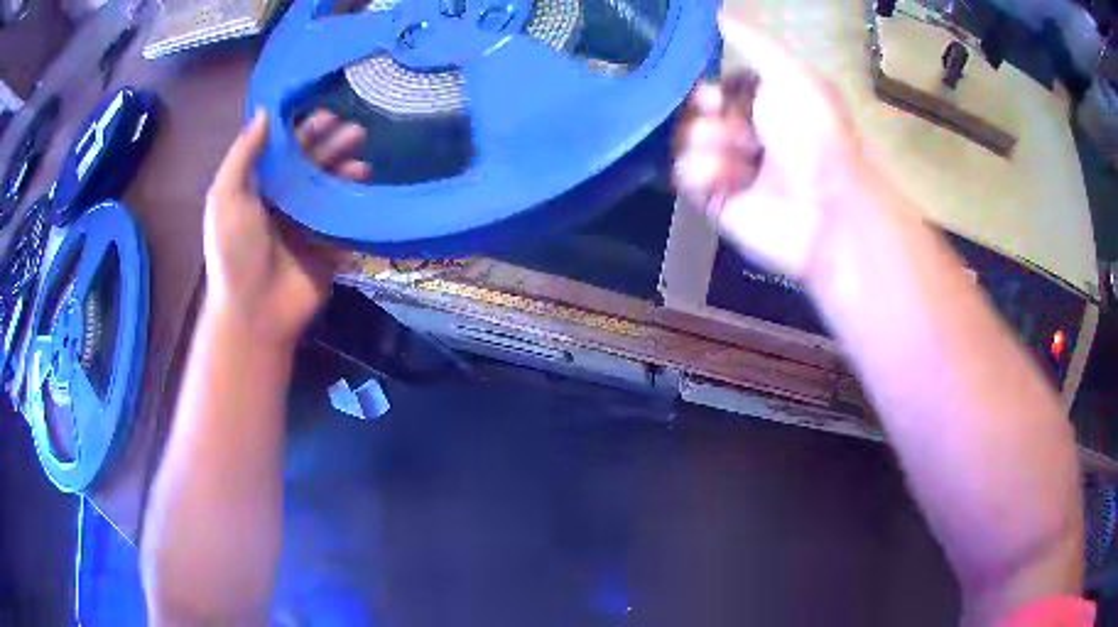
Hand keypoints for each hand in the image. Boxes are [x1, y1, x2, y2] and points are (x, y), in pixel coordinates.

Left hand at [203, 109, 370, 344]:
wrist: (254, 311)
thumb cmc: (234, 251)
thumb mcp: (226, 196)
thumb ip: (243, 154)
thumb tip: (266, 112)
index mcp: (259, 189)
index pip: (285, 151)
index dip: (305, 131)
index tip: (327, 115)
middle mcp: (285, 201)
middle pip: (313, 165)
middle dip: (334, 146)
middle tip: (357, 132)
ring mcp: (308, 224)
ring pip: (332, 189)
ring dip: (347, 171)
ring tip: (361, 163)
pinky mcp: (327, 246)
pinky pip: (345, 218)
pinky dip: (356, 202)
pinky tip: (364, 189)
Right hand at [674, 14, 864, 280]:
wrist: (825, 205)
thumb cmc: (814, 134)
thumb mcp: (790, 74)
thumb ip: (753, 42)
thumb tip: (716, 12)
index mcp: (758, 103)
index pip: (709, 86)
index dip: (706, 89)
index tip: (715, 97)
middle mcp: (740, 131)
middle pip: (689, 111)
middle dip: (706, 116)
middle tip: (735, 128)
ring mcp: (725, 166)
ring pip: (682, 140)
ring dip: (710, 146)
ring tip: (744, 160)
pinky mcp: (712, 200)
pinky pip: (682, 175)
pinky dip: (705, 175)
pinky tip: (732, 182)